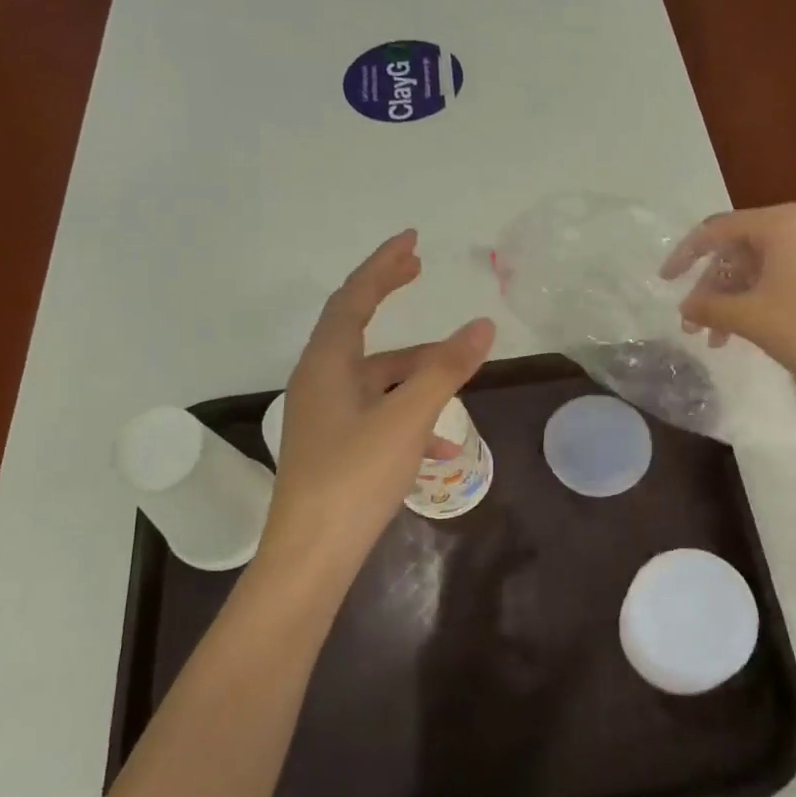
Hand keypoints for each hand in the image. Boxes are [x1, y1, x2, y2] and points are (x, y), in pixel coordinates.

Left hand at [262, 231, 494, 579]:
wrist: (312, 556)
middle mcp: (320, 381)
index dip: (382, 265)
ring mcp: (325, 416)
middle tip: (418, 268)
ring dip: (415, 372)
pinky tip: (442, 446)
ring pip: (376, 377)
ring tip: (458, 373)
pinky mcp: (335, 446)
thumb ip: (446, 369)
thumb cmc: (355, 477)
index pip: (353, 297)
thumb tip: (482, 325)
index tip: (411, 240)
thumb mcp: (408, 418)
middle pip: (358, 326)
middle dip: (388, 296)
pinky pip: (377, 414)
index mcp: (327, 364)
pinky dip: (409, 415)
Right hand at [661, 203, 795, 395]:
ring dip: (733, 299)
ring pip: (759, 266)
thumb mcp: (751, 317)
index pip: (716, 230)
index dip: (685, 255)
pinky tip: (748, 331)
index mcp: (780, 224)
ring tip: (718, 339)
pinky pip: (782, 276)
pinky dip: (758, 299)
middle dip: (711, 287)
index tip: (665, 281)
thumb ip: (710, 306)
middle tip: (694, 324)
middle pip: (738, 249)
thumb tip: (686, 305)